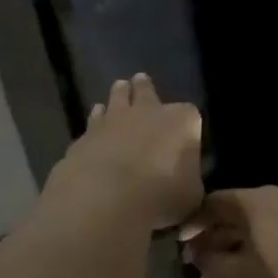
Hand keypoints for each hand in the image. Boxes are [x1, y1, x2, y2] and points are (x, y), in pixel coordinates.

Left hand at [50, 74, 202, 229]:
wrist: (106, 197)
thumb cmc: (161, 194)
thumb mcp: (191, 196)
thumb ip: (189, 183)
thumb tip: (185, 184)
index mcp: (182, 121)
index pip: (190, 114)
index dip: (187, 125)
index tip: (184, 136)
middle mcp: (148, 111)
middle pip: (146, 91)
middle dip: (145, 88)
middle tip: (140, 80)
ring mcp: (113, 120)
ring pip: (117, 98)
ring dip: (118, 96)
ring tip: (118, 89)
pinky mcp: (86, 135)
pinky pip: (93, 123)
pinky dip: (96, 123)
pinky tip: (94, 129)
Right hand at [179, 188, 277, 277]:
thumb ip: (206, 260)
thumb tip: (200, 251)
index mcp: (258, 200)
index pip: (215, 201)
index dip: (192, 222)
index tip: (178, 244)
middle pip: (239, 214)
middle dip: (215, 238)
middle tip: (195, 265)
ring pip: (260, 230)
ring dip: (236, 251)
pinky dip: (259, 256)